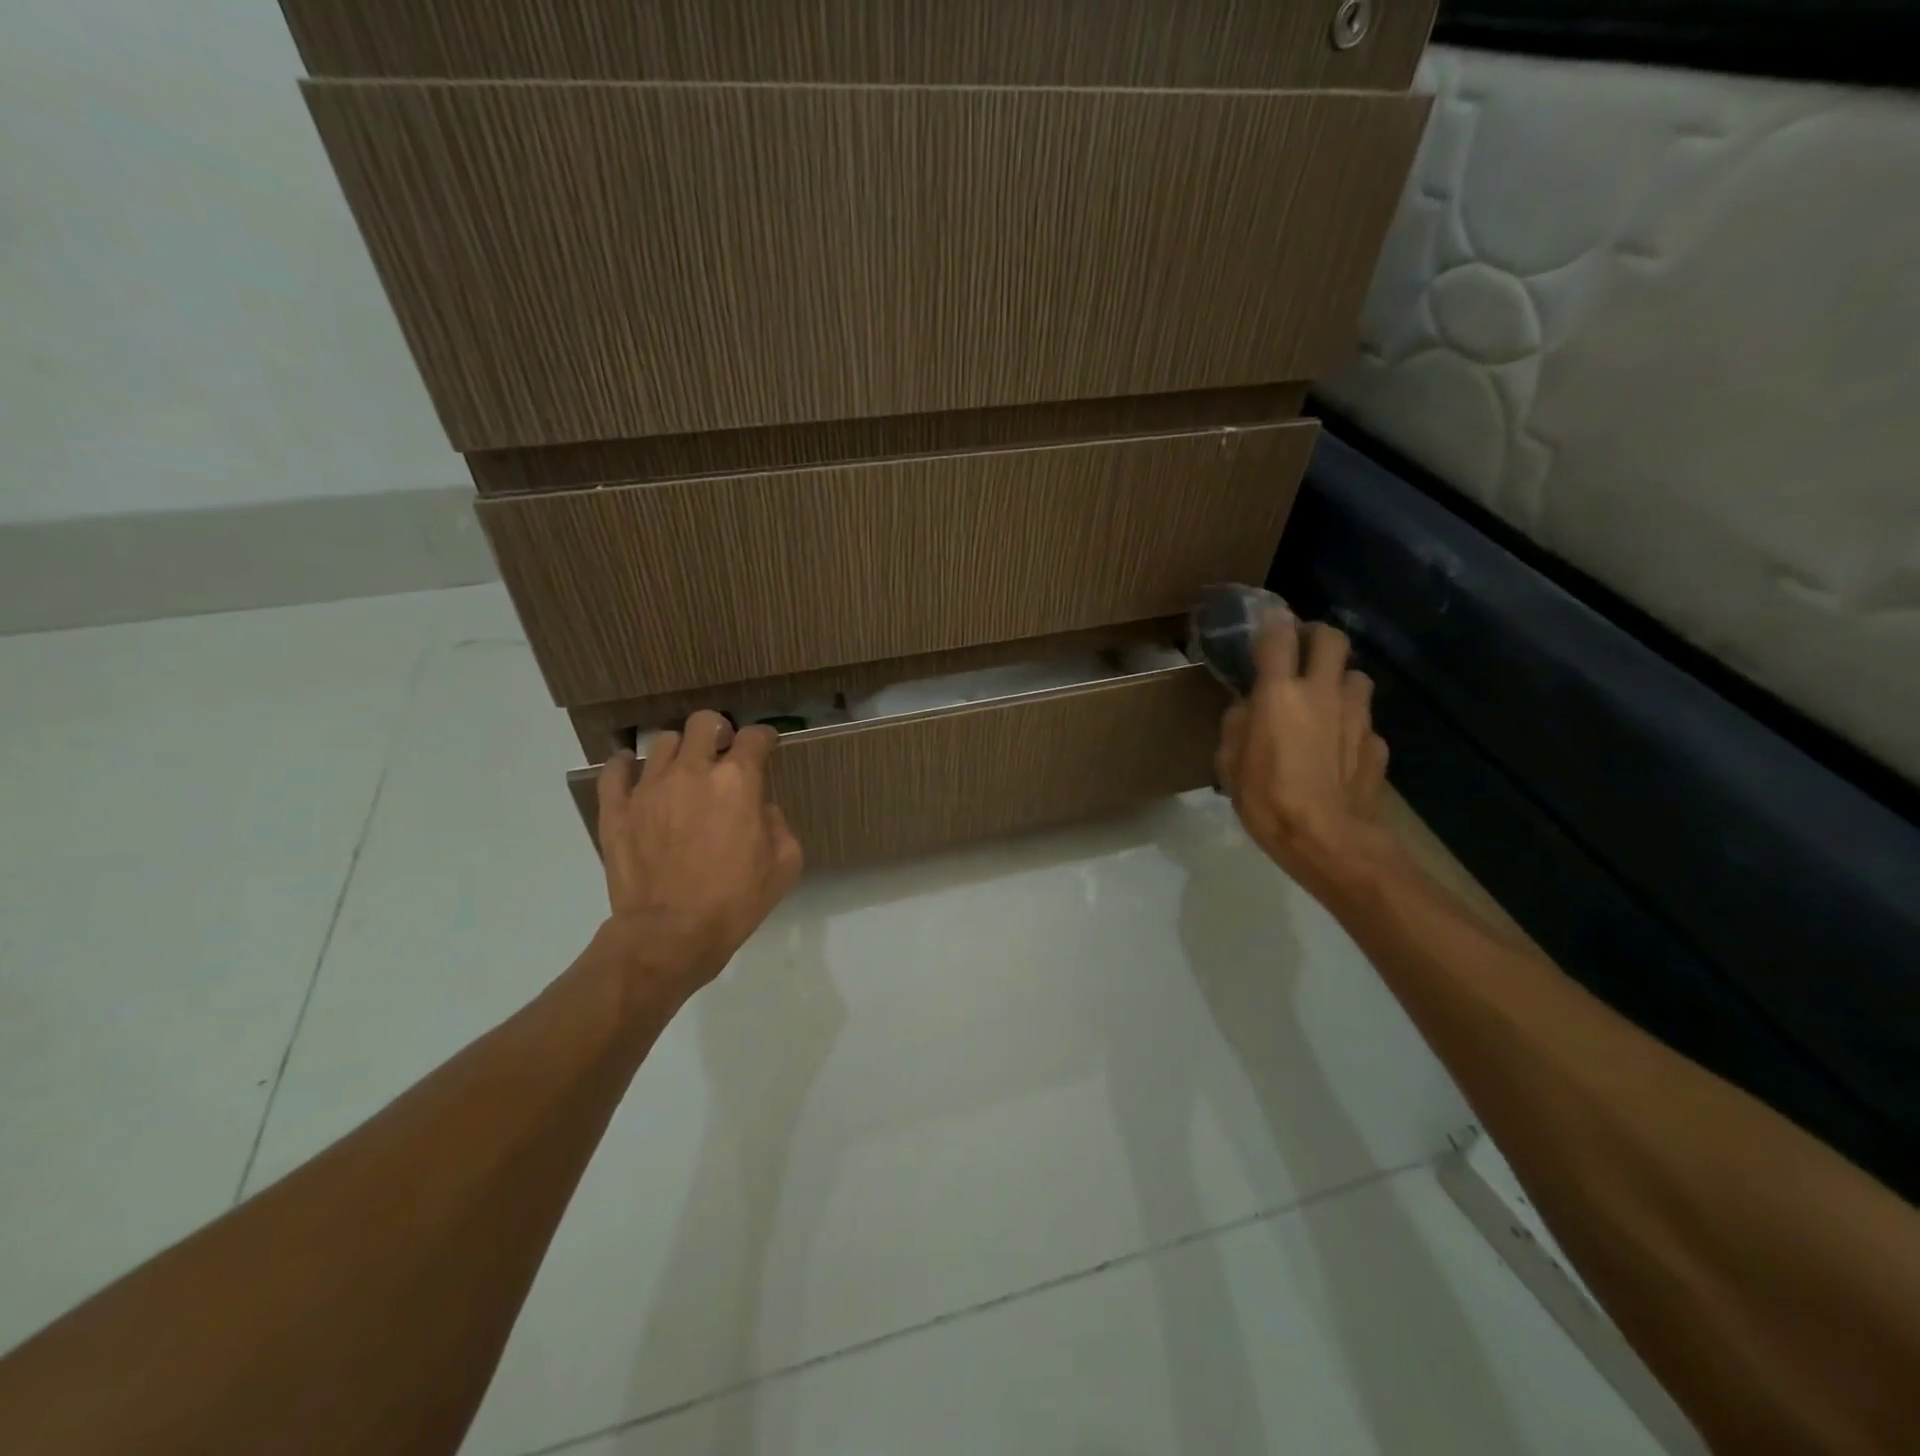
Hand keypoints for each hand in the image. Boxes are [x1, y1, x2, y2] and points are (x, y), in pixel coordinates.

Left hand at [594, 711, 803, 1002]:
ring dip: (679, 750)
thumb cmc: (734, 901)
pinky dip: (626, 765)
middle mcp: (692, 772)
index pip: (754, 738)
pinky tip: (634, 771)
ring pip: (662, 742)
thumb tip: (758, 808)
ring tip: (682, 770)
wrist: (669, 935)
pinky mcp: (617, 809)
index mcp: (737, 782)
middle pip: (703, 723)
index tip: (767, 745)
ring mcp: (649, 788)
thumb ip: (777, 823)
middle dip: (718, 730)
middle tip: (722, 749)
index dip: (764, 738)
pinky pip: (615, 770)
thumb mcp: (784, 864)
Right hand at [1216, 612, 1396, 899]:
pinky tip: (1338, 748)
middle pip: (1331, 638)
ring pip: (1356, 675)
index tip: (1266, 622)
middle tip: (1301, 649)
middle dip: (1316, 635)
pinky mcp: (1378, 742)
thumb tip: (1246, 709)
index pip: (1277, 637)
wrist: (1329, 839)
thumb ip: (1235, 727)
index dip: (1271, 622)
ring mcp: (1357, 715)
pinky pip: (1364, 720)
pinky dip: (1351, 725)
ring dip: (1339, 679)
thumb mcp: (1229, 765)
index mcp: (1278, 694)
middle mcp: (1322, 692)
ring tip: (1324, 699)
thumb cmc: (1267, 800)